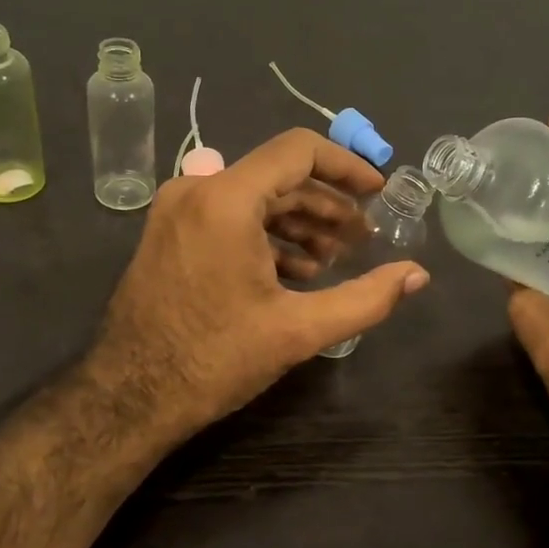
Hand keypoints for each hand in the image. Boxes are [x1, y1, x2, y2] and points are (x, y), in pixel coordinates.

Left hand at [89, 129, 429, 443]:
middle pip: (279, 176)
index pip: (299, 151)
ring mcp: (176, 210)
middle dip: (328, 205)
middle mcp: (196, 189)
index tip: (379, 192)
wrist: (130, 397)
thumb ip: (366, 299)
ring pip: (254, 197)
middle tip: (364, 239)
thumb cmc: (215, 359)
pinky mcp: (169, 233)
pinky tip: (294, 271)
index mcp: (226, 199)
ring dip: (299, 222)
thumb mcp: (298, 330)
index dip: (347, 167)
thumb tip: (418, 276)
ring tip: (334, 260)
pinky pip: (228, 216)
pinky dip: (266, 235)